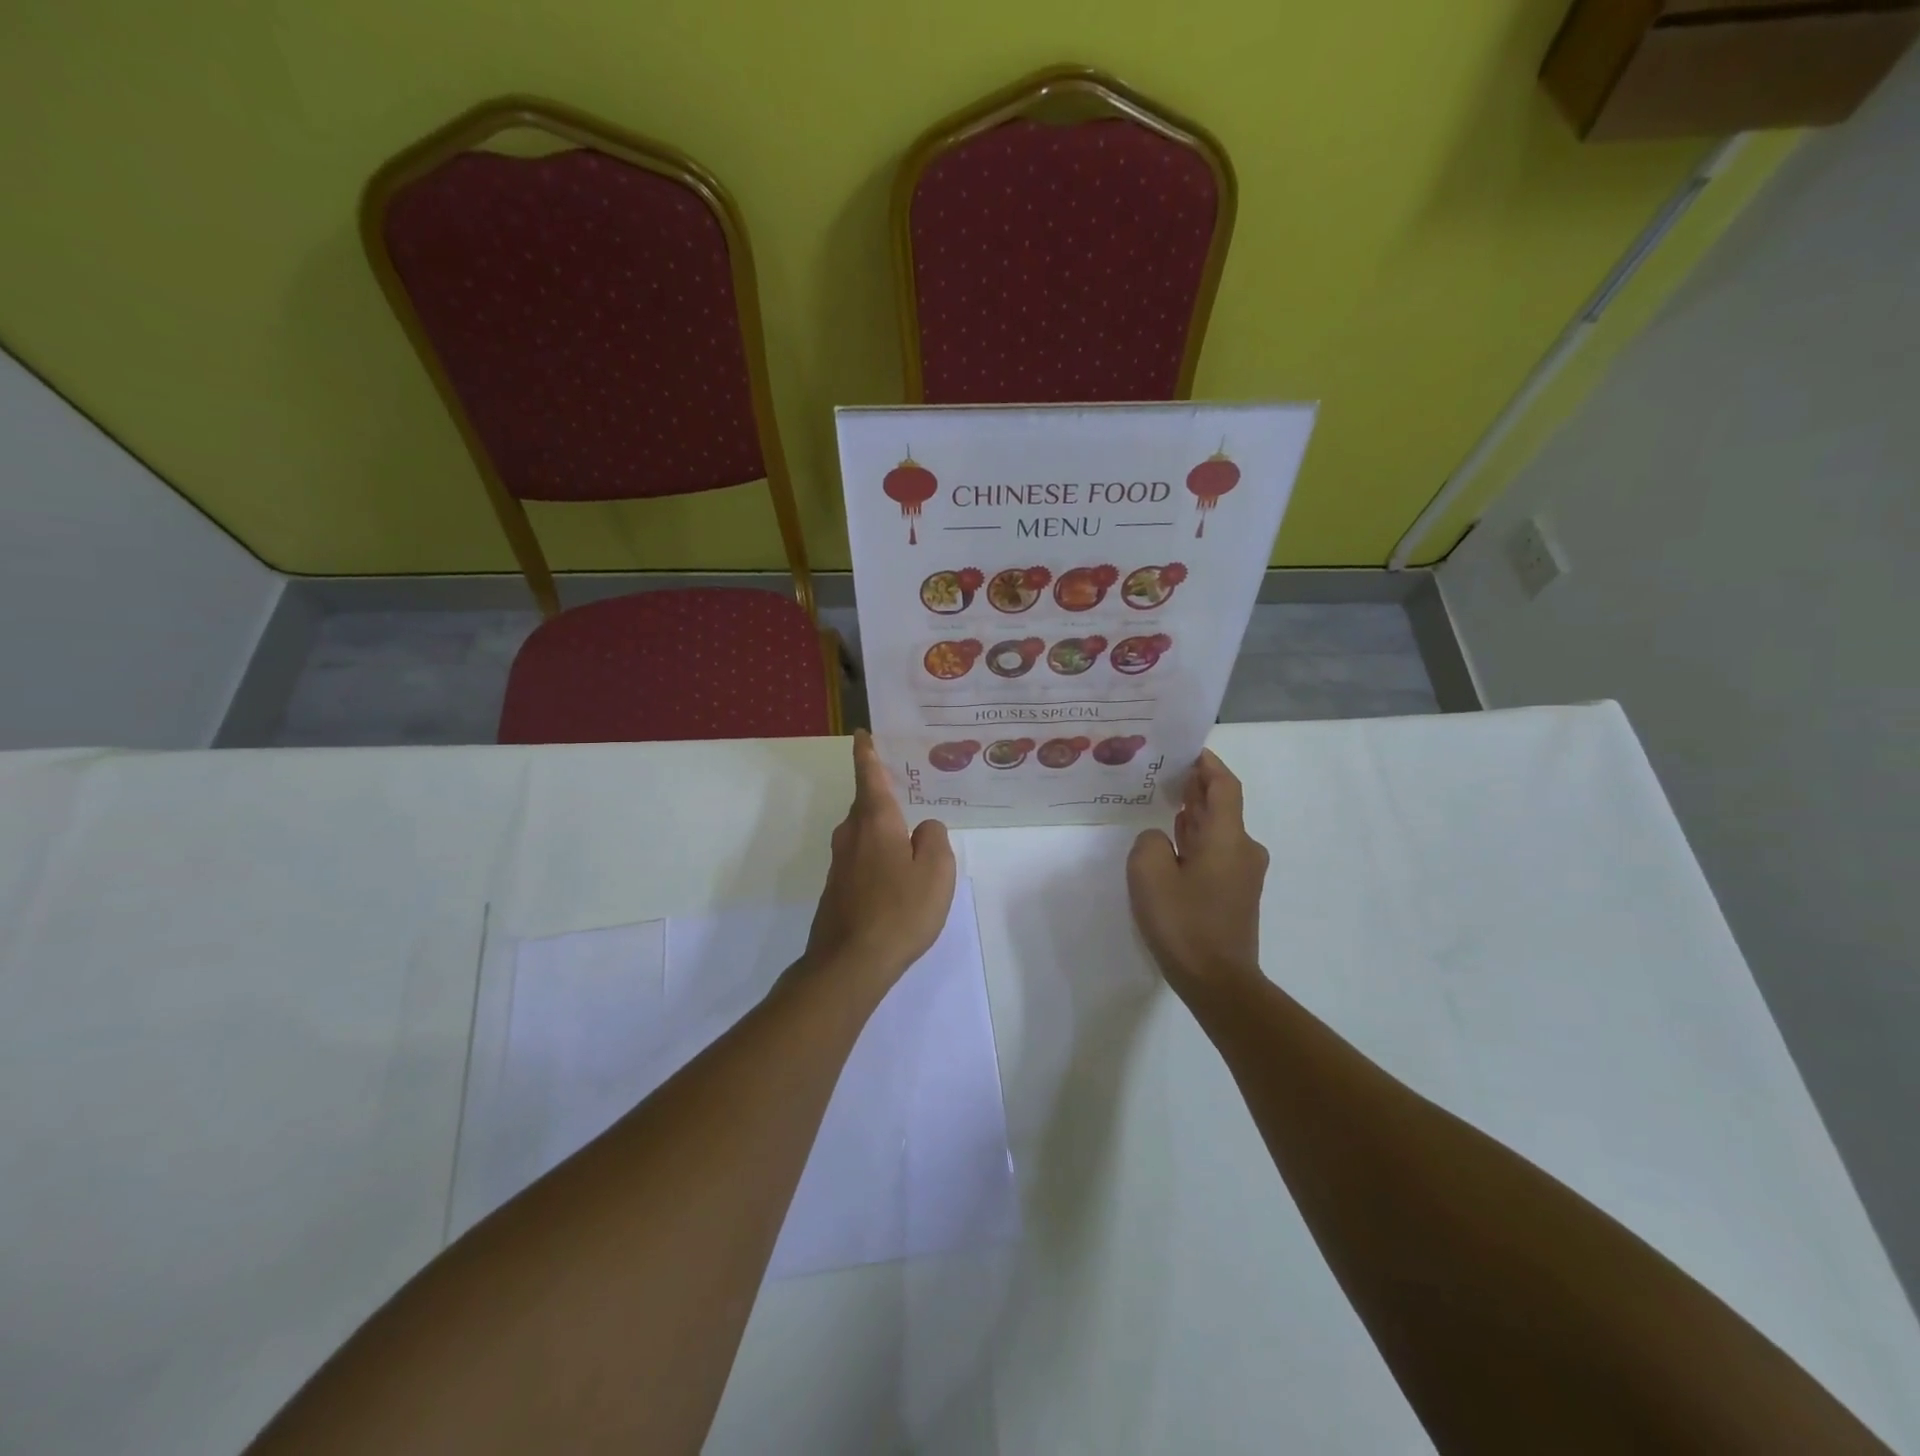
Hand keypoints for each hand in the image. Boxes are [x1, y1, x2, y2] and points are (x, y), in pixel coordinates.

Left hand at [804, 731, 956, 997]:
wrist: (849, 963)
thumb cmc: (899, 911)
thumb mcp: (936, 872)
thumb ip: (934, 840)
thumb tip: (924, 829)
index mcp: (875, 821)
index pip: (870, 775)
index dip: (868, 753)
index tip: (862, 734)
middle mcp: (852, 834)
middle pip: (867, 804)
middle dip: (884, 795)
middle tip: (911, 790)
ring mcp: (840, 863)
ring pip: (864, 833)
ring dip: (884, 829)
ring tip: (911, 835)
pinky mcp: (837, 888)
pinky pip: (862, 857)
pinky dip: (878, 855)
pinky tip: (897, 875)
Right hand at [1127, 749, 1269, 999]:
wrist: (1219, 982)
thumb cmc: (1184, 923)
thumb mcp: (1149, 873)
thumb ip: (1150, 841)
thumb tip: (1161, 839)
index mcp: (1228, 838)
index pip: (1224, 786)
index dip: (1208, 764)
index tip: (1187, 750)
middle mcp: (1243, 849)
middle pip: (1222, 806)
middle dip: (1197, 787)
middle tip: (1165, 772)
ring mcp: (1243, 874)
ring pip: (1219, 831)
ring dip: (1196, 815)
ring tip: (1164, 801)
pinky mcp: (1236, 894)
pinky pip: (1216, 853)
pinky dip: (1197, 840)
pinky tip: (1173, 843)